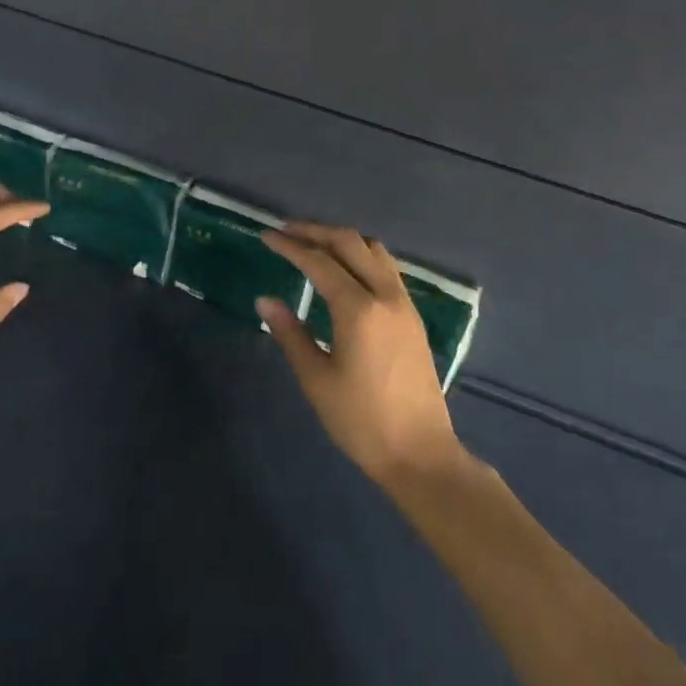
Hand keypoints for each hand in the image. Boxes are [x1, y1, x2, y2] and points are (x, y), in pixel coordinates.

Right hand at [259, 223, 464, 488]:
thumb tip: (265, 300)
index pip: (319, 262)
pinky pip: (386, 267)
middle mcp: (385, 295)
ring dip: (342, 240)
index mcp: (358, 309)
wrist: (420, 453)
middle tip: (286, 232)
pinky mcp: (413, 315)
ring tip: (314, 244)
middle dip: (316, 232)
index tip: (266, 236)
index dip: (290, 246)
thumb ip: (290, 334)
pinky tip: (345, 270)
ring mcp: (404, 303)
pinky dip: (361, 255)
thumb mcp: (316, 379)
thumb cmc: (361, 421)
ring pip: (373, 250)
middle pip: (350, 243)